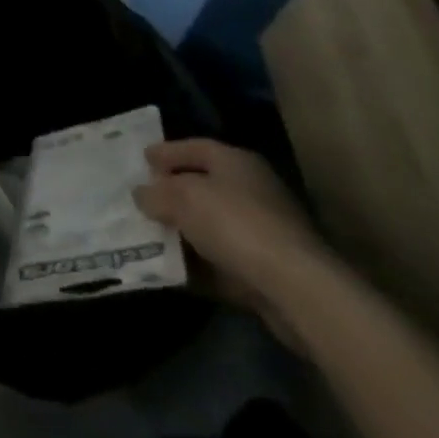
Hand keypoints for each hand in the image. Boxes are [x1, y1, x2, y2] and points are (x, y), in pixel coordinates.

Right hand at [134, 138, 327, 345]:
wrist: (297, 290)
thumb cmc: (234, 223)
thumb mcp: (180, 198)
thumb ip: (155, 193)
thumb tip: (142, 194)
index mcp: (236, 162)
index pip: (194, 147)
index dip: (165, 153)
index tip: (141, 160)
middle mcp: (253, 191)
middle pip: (203, 186)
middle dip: (172, 194)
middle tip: (142, 198)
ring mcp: (264, 233)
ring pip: (211, 226)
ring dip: (184, 232)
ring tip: (150, 235)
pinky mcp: (269, 270)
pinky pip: (222, 261)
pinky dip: (199, 264)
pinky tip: (173, 268)